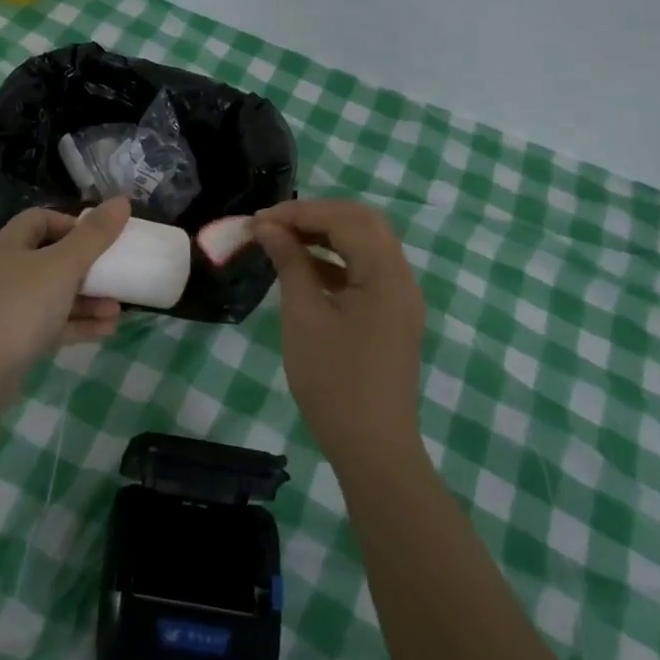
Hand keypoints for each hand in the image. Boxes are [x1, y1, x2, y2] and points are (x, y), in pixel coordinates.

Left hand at [0, 198, 130, 376]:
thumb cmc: (21, 305)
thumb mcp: (63, 265)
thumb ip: (95, 235)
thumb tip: (122, 201)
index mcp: (12, 244)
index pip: (41, 219)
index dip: (71, 223)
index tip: (100, 236)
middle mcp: (9, 271)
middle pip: (53, 258)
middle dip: (88, 266)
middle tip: (117, 273)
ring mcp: (12, 307)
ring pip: (57, 294)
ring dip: (89, 299)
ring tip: (119, 308)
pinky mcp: (18, 339)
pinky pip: (55, 324)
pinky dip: (80, 324)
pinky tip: (108, 329)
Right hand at [255, 198, 426, 459]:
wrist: (373, 447)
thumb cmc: (333, 381)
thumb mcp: (303, 317)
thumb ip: (290, 263)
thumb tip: (269, 228)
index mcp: (385, 274)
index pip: (345, 219)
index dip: (300, 212)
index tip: (258, 220)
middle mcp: (401, 277)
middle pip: (363, 223)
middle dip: (316, 216)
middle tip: (273, 225)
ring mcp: (400, 297)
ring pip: (366, 244)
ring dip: (326, 235)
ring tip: (283, 240)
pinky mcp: (392, 315)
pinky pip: (366, 270)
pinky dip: (336, 260)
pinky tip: (304, 269)